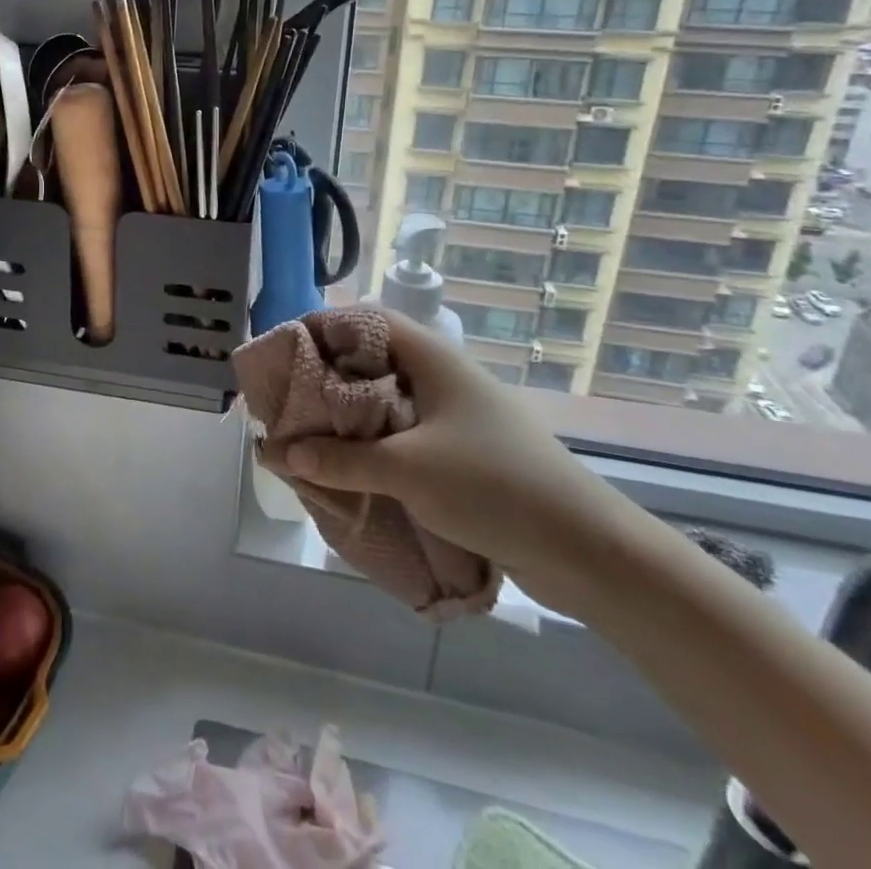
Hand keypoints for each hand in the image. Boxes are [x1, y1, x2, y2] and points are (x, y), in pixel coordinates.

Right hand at [282, 310, 635, 609]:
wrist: (590, 552)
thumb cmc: (495, 487)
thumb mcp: (407, 471)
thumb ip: (339, 460)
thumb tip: (280, 453)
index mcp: (431, 358)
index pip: (364, 319)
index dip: (321, 328)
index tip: (283, 355)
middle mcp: (441, 376)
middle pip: (370, 359)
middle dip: (325, 378)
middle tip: (288, 403)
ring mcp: (455, 414)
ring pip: (385, 400)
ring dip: (347, 417)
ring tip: (309, 438)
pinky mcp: (464, 452)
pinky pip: (403, 434)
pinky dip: (373, 444)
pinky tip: (350, 469)